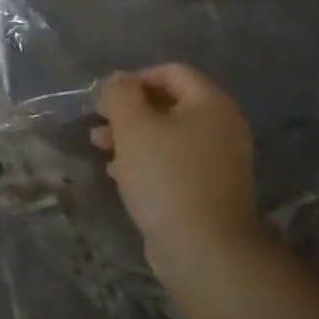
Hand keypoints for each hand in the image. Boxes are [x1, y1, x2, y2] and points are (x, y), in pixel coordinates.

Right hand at [91, 63, 267, 287]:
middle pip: (169, 104)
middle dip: (129, 111)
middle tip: (98, 125)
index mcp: (210, 104)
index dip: (134, 79)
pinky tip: (119, 175)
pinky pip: (172, 162)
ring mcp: (217, 160)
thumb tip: (117, 80)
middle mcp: (221, 126)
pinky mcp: (206, 188)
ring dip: (132, 137)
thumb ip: (120, 96)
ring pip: (167, 135)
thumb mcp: (133, 128)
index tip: (104, 99)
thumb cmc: (165, 177)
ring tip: (100, 148)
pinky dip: (145, 161)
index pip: (171, 72)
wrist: (202, 246)